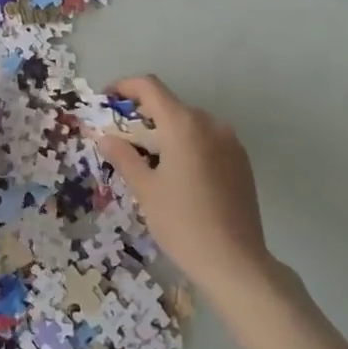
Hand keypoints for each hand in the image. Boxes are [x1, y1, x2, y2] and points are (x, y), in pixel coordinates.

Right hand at [92, 74, 273, 296]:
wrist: (235, 262)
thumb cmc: (182, 223)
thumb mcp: (145, 190)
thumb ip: (123, 156)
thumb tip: (105, 137)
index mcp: (184, 124)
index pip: (150, 87)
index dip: (124, 87)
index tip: (106, 101)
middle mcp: (210, 123)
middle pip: (170, 106)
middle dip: (143, 116)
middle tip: (123, 141)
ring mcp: (230, 141)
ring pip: (190, 124)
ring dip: (167, 133)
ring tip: (150, 163)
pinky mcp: (242, 161)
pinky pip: (208, 141)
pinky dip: (188, 146)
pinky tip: (180, 177)